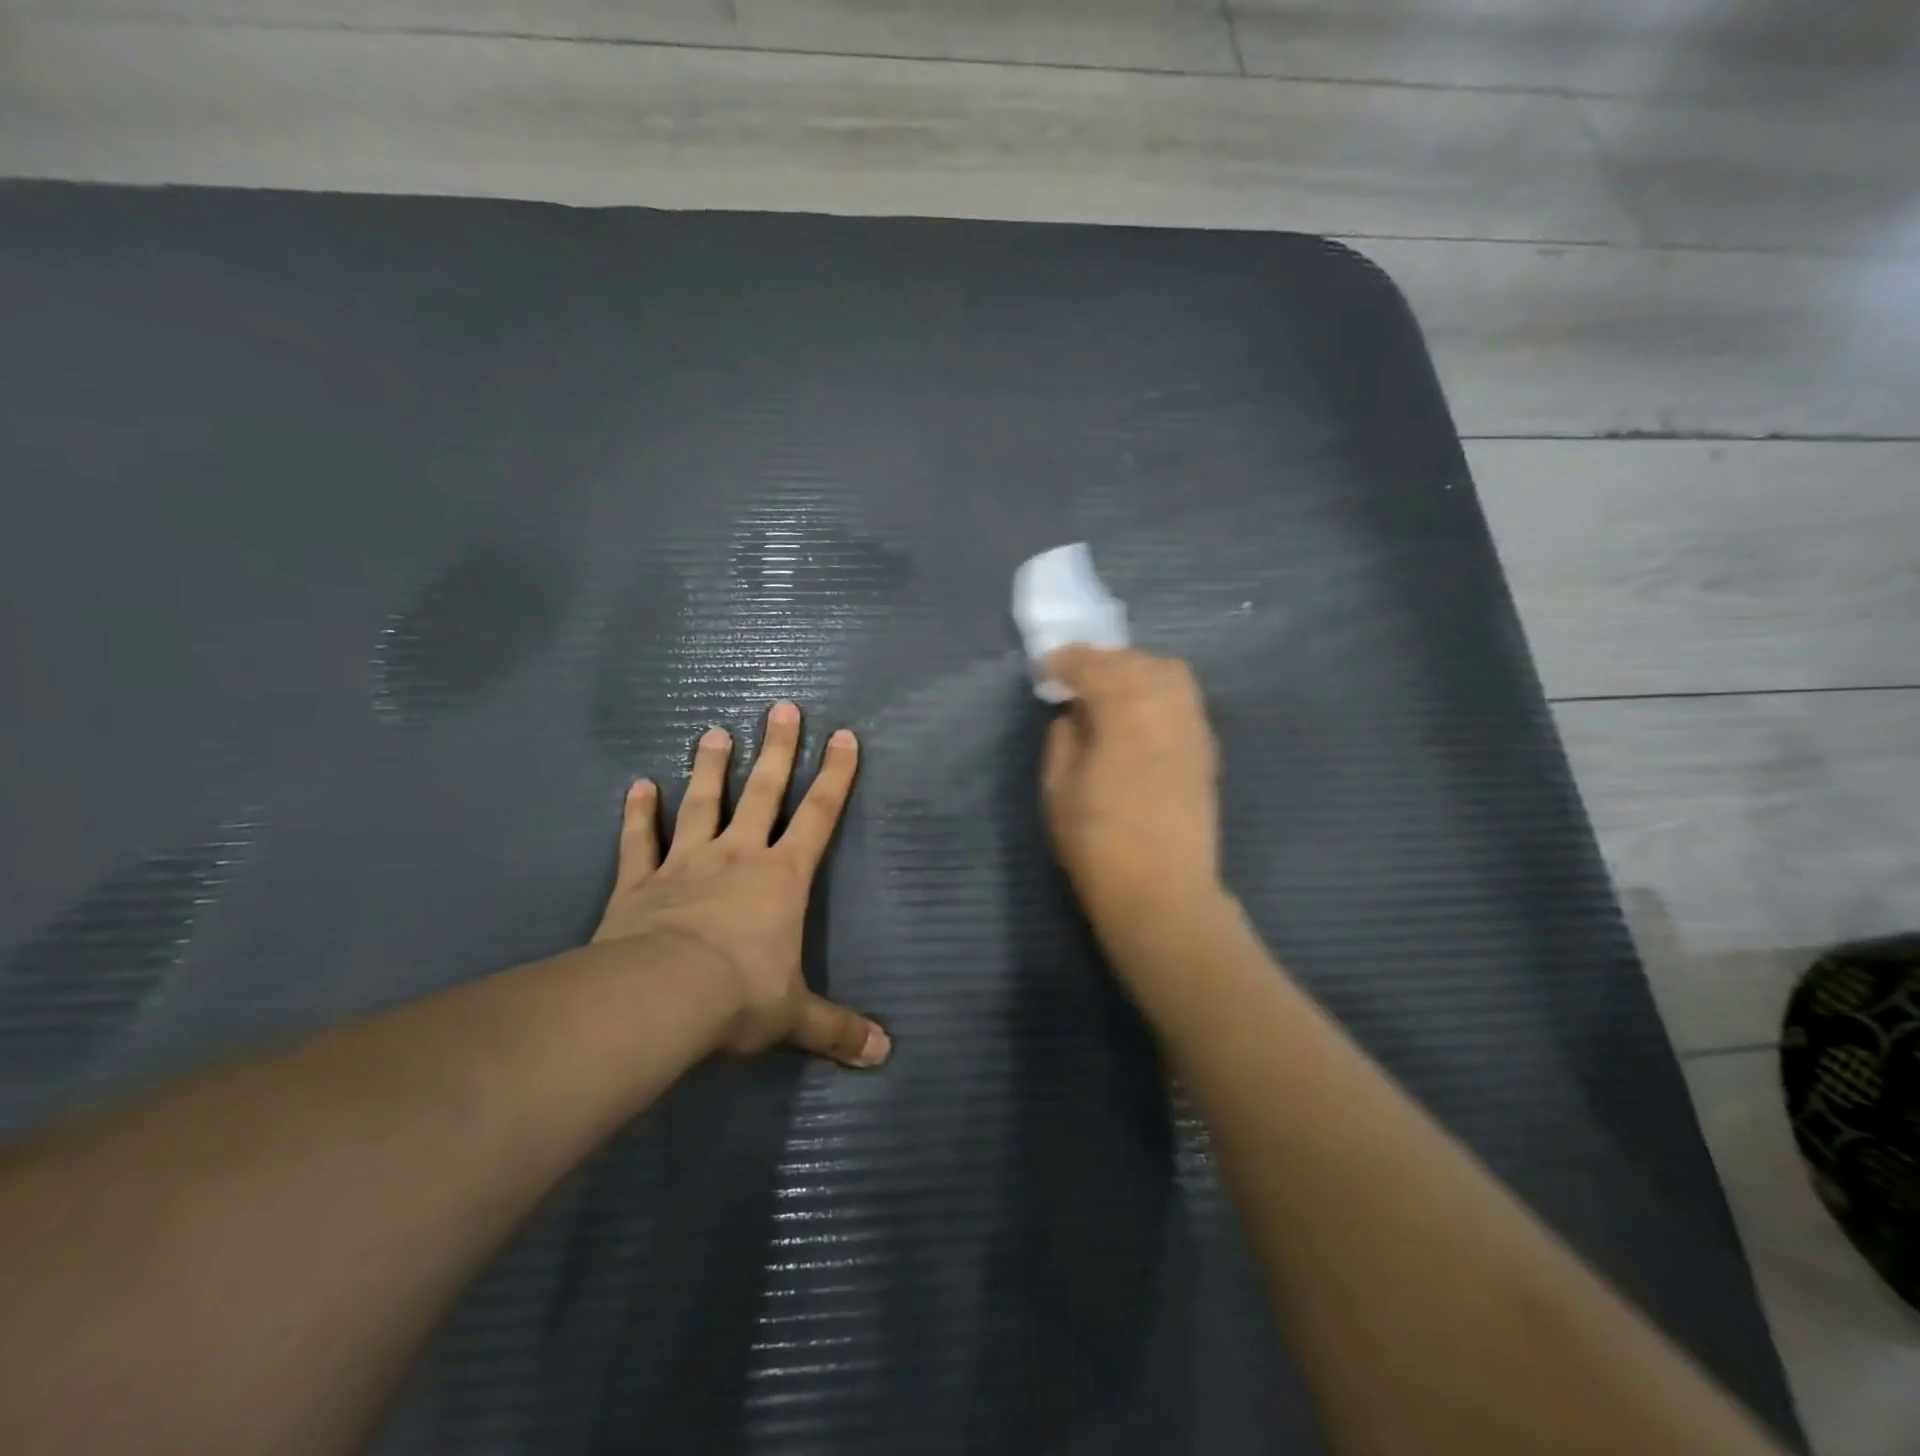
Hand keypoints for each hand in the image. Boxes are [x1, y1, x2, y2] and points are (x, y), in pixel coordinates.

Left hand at [592, 702, 890, 1068]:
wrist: (660, 996)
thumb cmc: (739, 995)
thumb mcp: (794, 1016)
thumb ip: (837, 1029)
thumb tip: (884, 1054)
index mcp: (782, 877)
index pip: (819, 816)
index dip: (835, 776)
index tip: (844, 736)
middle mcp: (737, 856)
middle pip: (763, 792)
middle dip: (777, 750)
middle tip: (782, 708)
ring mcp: (685, 863)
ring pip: (702, 803)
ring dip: (709, 767)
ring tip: (713, 731)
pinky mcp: (639, 881)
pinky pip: (640, 840)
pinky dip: (638, 813)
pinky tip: (638, 786)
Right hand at [1041, 646, 1223, 934]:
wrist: (1163, 893)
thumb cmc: (1099, 844)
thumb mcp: (1058, 790)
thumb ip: (1063, 740)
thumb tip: (1073, 715)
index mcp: (1124, 714)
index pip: (1094, 667)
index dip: (1066, 662)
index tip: (1044, 668)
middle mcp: (1166, 709)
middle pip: (1136, 661)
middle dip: (1101, 660)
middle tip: (1074, 674)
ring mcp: (1193, 728)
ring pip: (1169, 673)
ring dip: (1134, 669)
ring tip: (1109, 688)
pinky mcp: (1206, 749)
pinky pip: (1184, 699)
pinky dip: (1158, 690)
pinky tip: (1138, 711)